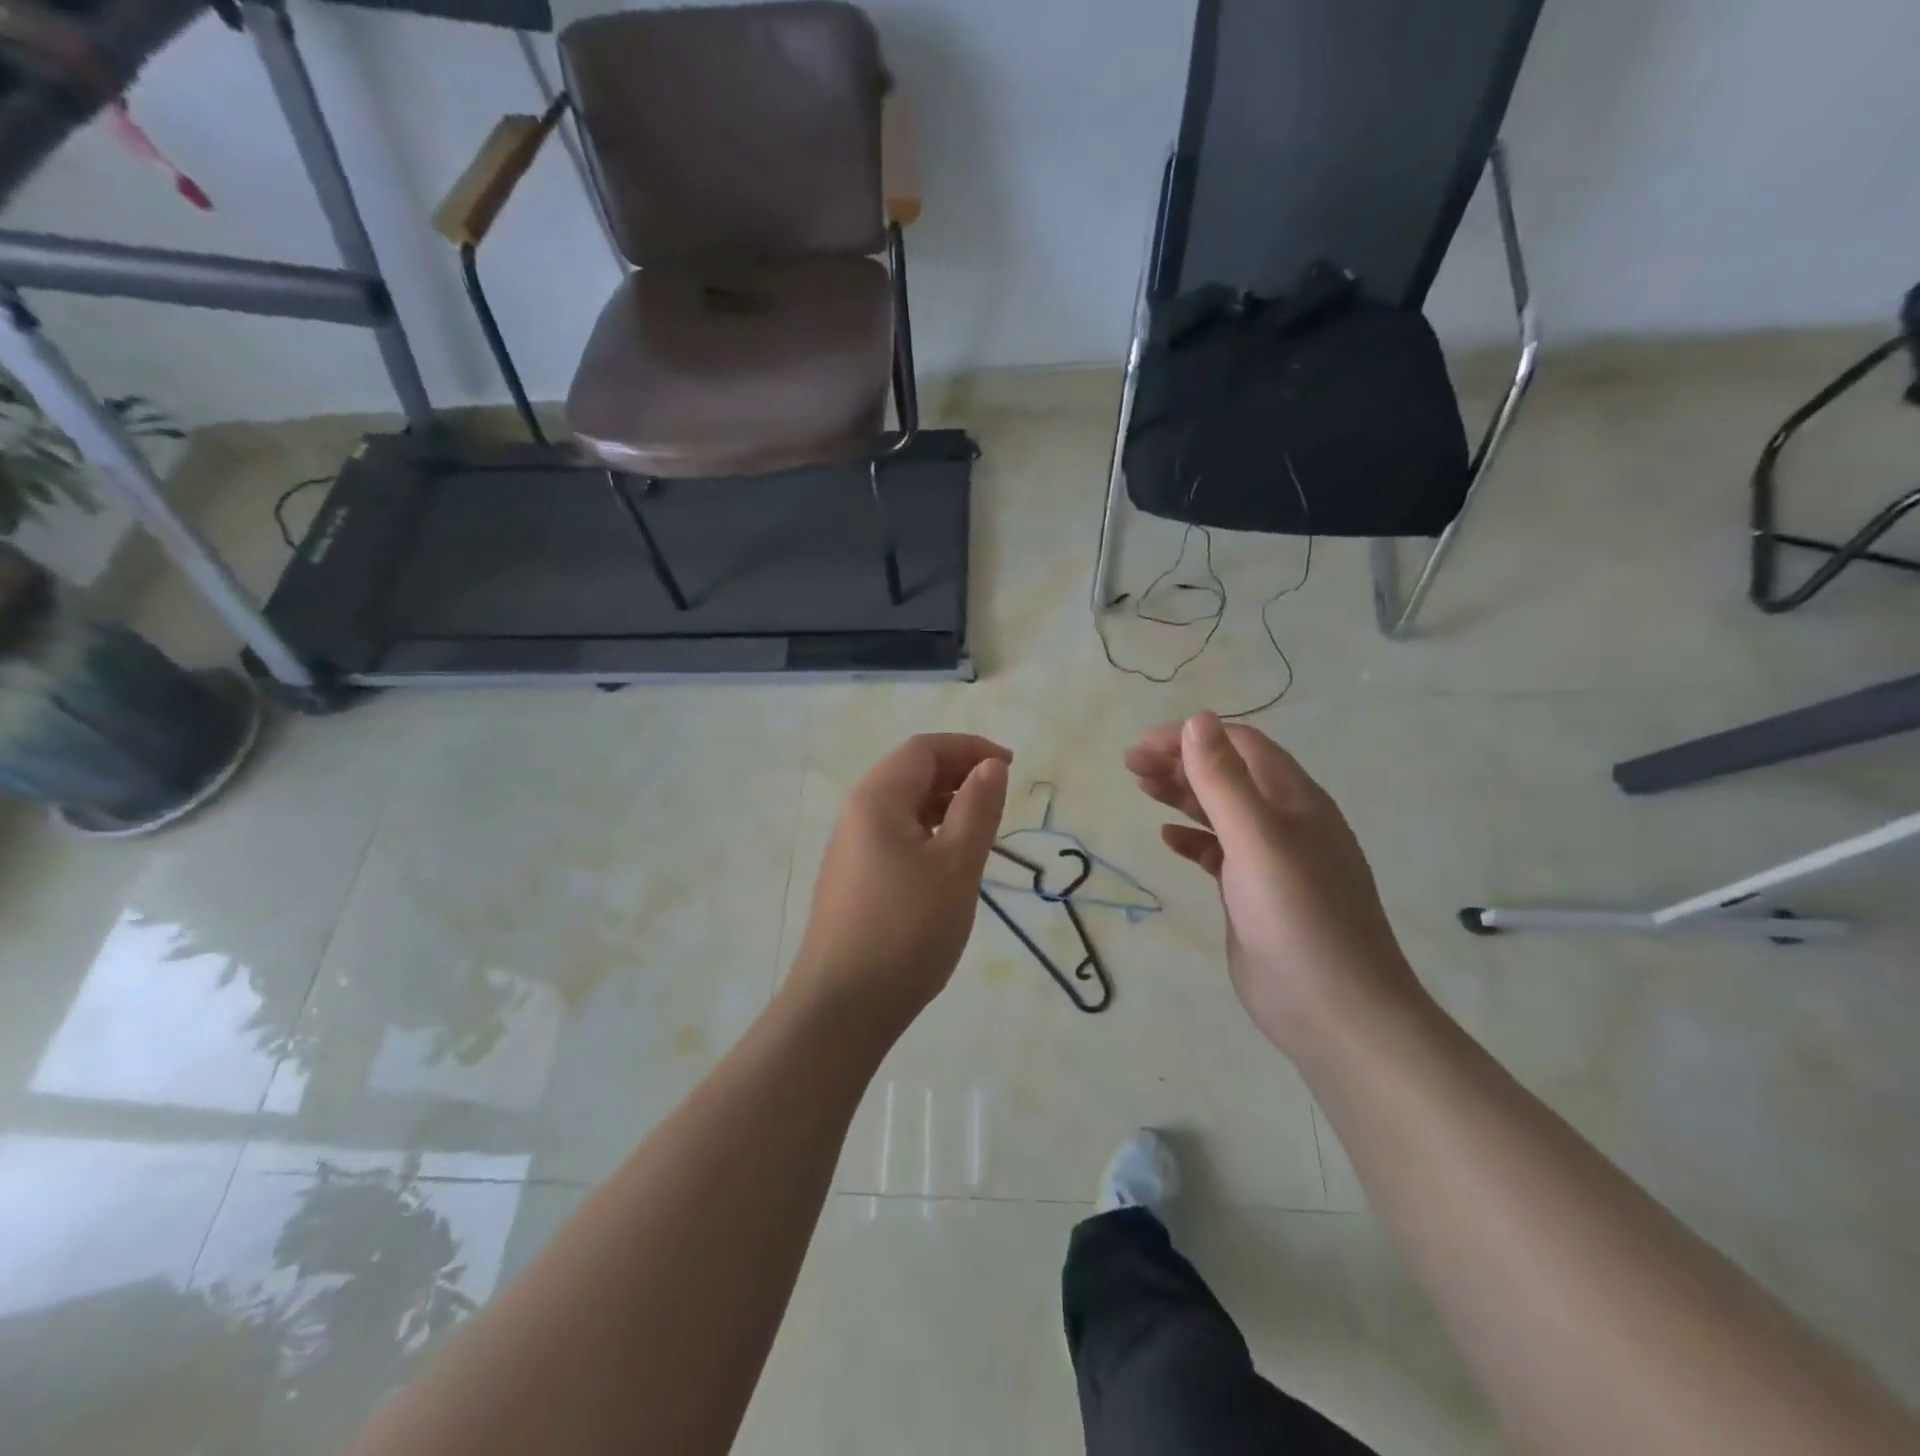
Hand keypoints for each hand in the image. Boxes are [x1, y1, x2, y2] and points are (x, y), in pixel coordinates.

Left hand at [790, 734, 1010, 1036]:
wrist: (842, 1007)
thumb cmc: (907, 929)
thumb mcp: (955, 865)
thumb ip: (977, 808)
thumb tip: (991, 765)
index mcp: (877, 799)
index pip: (924, 749)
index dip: (969, 748)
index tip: (1009, 767)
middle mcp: (856, 814)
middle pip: (910, 773)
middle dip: (957, 774)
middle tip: (998, 798)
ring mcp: (850, 849)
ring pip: (903, 807)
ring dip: (944, 805)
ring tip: (980, 830)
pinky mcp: (853, 879)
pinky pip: (894, 836)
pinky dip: (927, 833)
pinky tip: (948, 862)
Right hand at [1125, 713, 1419, 1053]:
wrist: (1334, 1012)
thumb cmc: (1297, 917)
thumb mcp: (1257, 840)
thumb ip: (1224, 781)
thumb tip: (1197, 720)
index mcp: (1295, 800)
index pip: (1240, 746)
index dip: (1191, 737)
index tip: (1141, 746)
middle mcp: (1286, 822)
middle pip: (1229, 774)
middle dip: (1181, 761)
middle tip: (1130, 765)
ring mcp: (1271, 861)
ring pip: (1222, 811)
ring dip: (1183, 794)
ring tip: (1140, 787)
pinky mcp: (1255, 894)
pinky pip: (1220, 852)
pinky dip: (1193, 839)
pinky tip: (1168, 839)